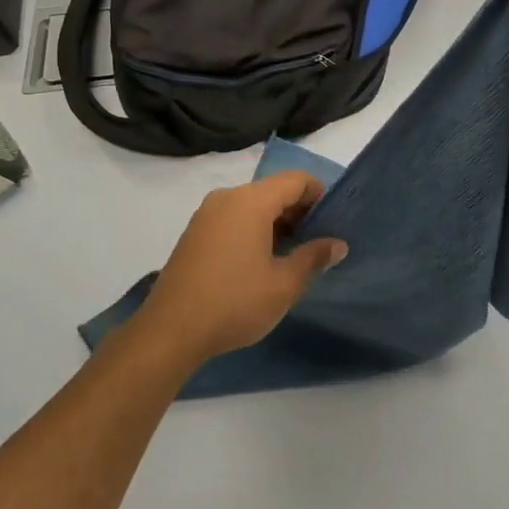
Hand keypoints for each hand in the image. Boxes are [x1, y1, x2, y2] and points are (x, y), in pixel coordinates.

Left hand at [136, 171, 347, 365]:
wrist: (171, 329)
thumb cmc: (235, 302)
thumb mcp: (284, 284)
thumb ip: (314, 257)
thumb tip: (337, 244)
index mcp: (251, 201)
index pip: (296, 179)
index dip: (319, 195)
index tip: (332, 223)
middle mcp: (227, 197)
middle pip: (273, 190)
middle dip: (298, 211)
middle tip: (316, 244)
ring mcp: (206, 214)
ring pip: (252, 205)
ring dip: (276, 223)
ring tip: (291, 256)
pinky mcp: (194, 233)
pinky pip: (233, 219)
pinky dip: (253, 230)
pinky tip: (259, 262)